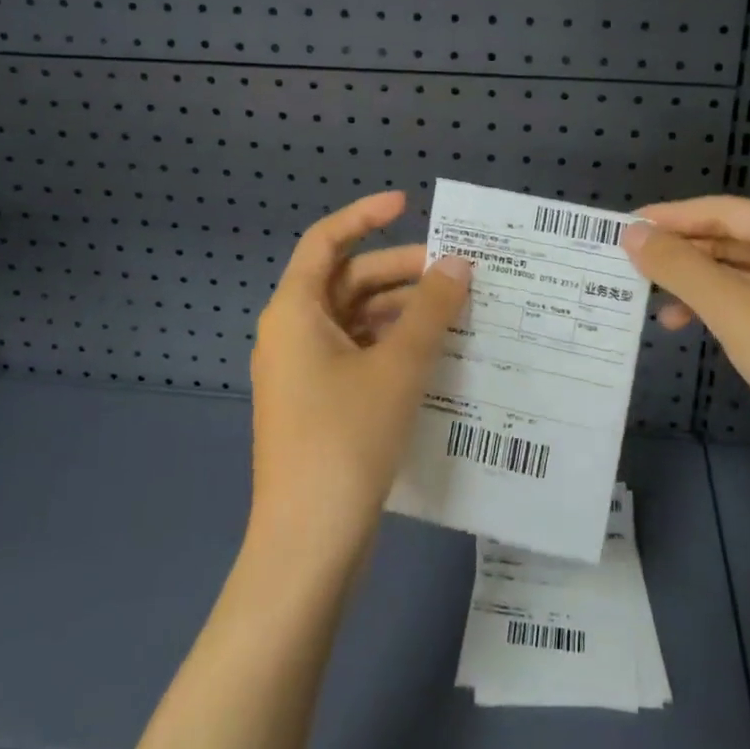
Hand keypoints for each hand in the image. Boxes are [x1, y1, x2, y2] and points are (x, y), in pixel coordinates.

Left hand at [248, 192, 470, 565]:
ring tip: (455, 313)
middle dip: (398, 271)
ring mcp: (303, 372)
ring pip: (355, 320)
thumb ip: (430, 309)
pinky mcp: (318, 404)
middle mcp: (292, 333)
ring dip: (400, 311)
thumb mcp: (398, 366)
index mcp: (294, 311)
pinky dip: (391, 345)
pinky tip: (434, 354)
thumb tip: (458, 263)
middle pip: (346, 281)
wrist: (308, 544)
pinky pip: (356, 354)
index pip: (325, 240)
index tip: (409, 204)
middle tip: (454, 272)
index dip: (365, 216)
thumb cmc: (347, 438)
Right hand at [623, 196, 749, 502]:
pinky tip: (694, 327)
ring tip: (656, 302)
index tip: (625, 226)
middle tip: (632, 264)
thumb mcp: (735, 310)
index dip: (673, 216)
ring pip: (744, 275)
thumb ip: (680, 266)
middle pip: (736, 239)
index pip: (726, 210)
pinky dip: (723, 311)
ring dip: (700, 285)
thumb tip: (632, 232)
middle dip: (685, 253)